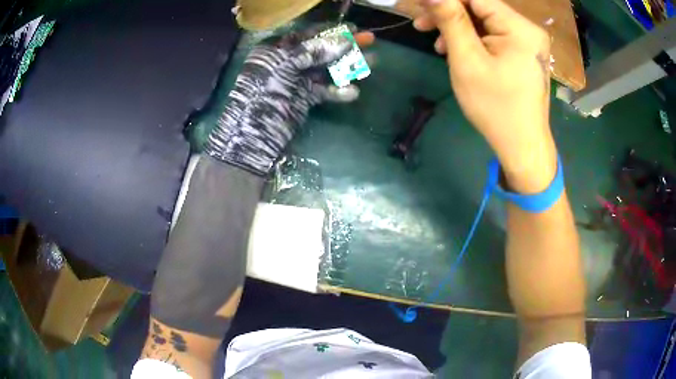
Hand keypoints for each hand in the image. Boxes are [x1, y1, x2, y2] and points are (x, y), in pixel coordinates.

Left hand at [204, 26, 374, 175]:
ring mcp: (298, 80)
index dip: (330, 30)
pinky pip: (326, 91)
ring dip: (349, 66)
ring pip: (327, 69)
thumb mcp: (284, 65)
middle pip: (322, 49)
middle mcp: (288, 62)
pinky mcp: (306, 98)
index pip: (307, 34)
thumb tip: (344, 42)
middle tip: (369, 39)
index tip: (352, 28)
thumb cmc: (262, 92)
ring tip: (373, 61)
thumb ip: (313, 51)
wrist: (254, 133)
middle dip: (346, 45)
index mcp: (276, 49)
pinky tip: (353, 92)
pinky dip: (339, 91)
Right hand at [414, 0, 556, 190]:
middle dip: (449, 14)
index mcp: (519, 28)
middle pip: (480, 7)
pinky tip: (458, 51)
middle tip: (421, 24)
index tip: (420, 5)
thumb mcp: (468, 61)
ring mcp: (527, 41)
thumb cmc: (495, 107)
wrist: (522, 145)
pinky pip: (493, 35)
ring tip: (437, 43)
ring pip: (484, 21)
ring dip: (458, 28)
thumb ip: (450, 21)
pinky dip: (473, 39)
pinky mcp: (523, 52)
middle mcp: (527, 29)